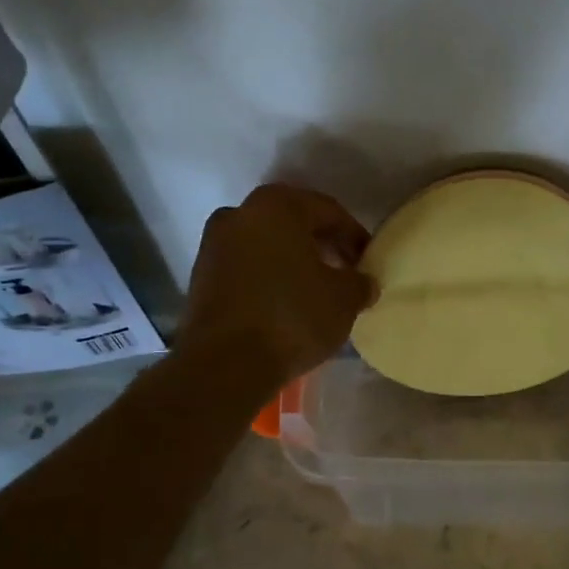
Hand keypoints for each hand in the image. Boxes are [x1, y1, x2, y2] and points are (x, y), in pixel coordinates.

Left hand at [180, 184, 375, 386]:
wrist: (225, 363)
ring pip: (266, 244)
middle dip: (322, 245)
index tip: (368, 260)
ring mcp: (214, 244)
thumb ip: (359, 282)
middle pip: (293, 222)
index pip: (328, 211)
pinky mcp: (201, 277)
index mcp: (277, 205)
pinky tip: (287, 303)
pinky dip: (269, 277)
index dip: (354, 235)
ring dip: (293, 261)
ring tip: (317, 289)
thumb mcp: (344, 299)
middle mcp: (240, 213)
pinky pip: (246, 267)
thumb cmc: (292, 317)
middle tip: (346, 271)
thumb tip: (362, 282)